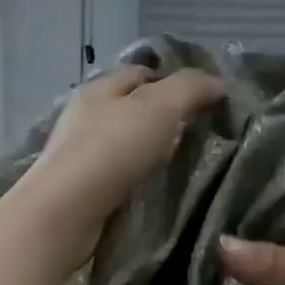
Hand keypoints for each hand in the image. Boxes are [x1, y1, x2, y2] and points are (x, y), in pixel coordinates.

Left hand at [17, 62, 226, 261]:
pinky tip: (151, 191)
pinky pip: (114, 177)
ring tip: (180, 167)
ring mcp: (76, 156)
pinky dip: (133, 180)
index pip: (140, 73)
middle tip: (197, 136)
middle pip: (129, 109)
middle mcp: (83, 117)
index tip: (204, 100)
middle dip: (160, 119)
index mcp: (99, 88)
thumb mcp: (159, 108)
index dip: (173, 80)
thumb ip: (190, 89)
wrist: (66, 212)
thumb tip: (219, 83)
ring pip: (121, 145)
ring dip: (146, 152)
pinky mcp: (77, 191)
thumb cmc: (111, 150)